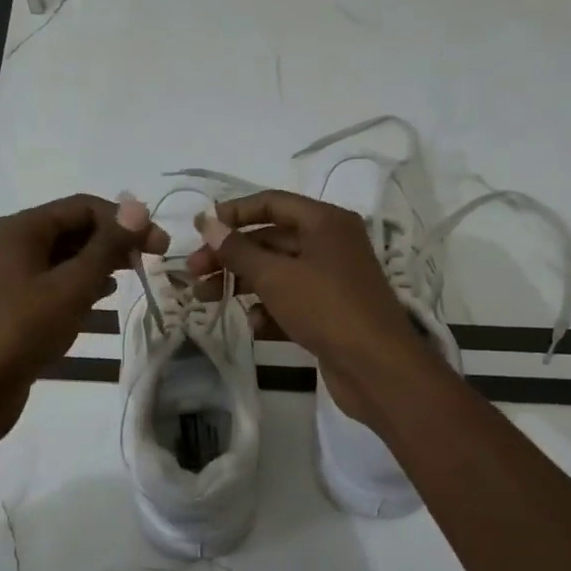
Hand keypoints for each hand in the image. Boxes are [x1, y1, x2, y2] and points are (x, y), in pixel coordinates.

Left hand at [0, 194, 161, 445]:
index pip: (84, 206)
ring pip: (68, 257)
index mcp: (23, 229)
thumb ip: (106, 246)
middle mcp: (16, 243)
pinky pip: (57, 282)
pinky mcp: (17, 304)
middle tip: (153, 260)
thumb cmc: (24, 330)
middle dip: (115, 240)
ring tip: (135, 276)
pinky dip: (84, 285)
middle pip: (75, 228)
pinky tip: (105, 298)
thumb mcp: (72, 286)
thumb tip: (137, 207)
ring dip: (102, 262)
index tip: (160, 245)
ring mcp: (14, 275)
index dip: (125, 221)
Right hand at [185, 189, 435, 422]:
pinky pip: (289, 301)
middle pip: (269, 240)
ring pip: (276, 273)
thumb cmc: (326, 308)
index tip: (200, 230)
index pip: (271, 203)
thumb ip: (237, 249)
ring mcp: (330, 280)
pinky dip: (267, 310)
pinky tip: (251, 324)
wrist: (377, 367)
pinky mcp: (328, 312)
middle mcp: (330, 244)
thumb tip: (207, 223)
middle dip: (230, 255)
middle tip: (194, 273)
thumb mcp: (275, 275)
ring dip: (241, 283)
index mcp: (325, 222)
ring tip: (206, 299)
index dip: (233, 213)